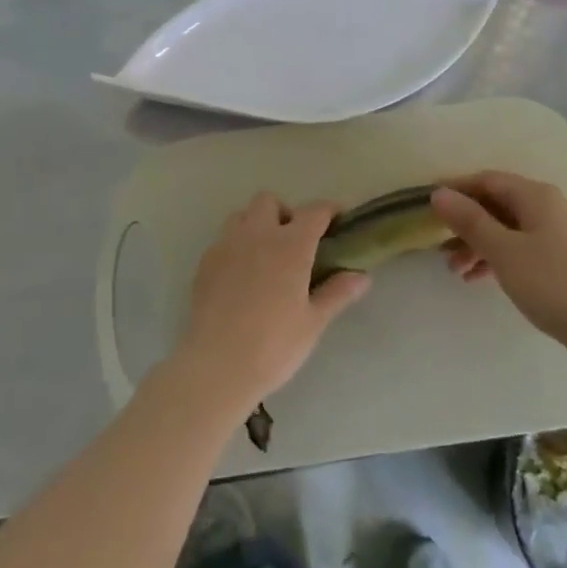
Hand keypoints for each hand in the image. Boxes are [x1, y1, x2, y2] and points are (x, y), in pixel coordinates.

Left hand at [174, 193, 369, 409]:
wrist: (217, 367)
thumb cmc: (274, 345)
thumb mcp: (313, 322)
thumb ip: (337, 292)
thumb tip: (361, 276)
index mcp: (290, 245)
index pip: (314, 211)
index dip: (329, 210)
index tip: (338, 219)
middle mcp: (257, 235)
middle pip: (269, 201)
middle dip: (285, 213)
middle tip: (295, 242)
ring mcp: (226, 247)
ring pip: (241, 216)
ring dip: (256, 225)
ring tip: (265, 255)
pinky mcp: (205, 264)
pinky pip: (223, 240)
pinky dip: (236, 247)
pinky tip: (241, 277)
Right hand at [430, 172, 566, 350]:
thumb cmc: (550, 282)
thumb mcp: (503, 250)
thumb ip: (469, 220)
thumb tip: (439, 193)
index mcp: (535, 196)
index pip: (487, 180)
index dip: (456, 188)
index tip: (426, 203)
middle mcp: (548, 206)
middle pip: (497, 204)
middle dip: (465, 222)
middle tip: (437, 245)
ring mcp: (557, 234)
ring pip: (507, 229)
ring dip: (478, 244)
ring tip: (454, 270)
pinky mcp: (561, 259)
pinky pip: (520, 248)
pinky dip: (497, 259)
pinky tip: (477, 279)